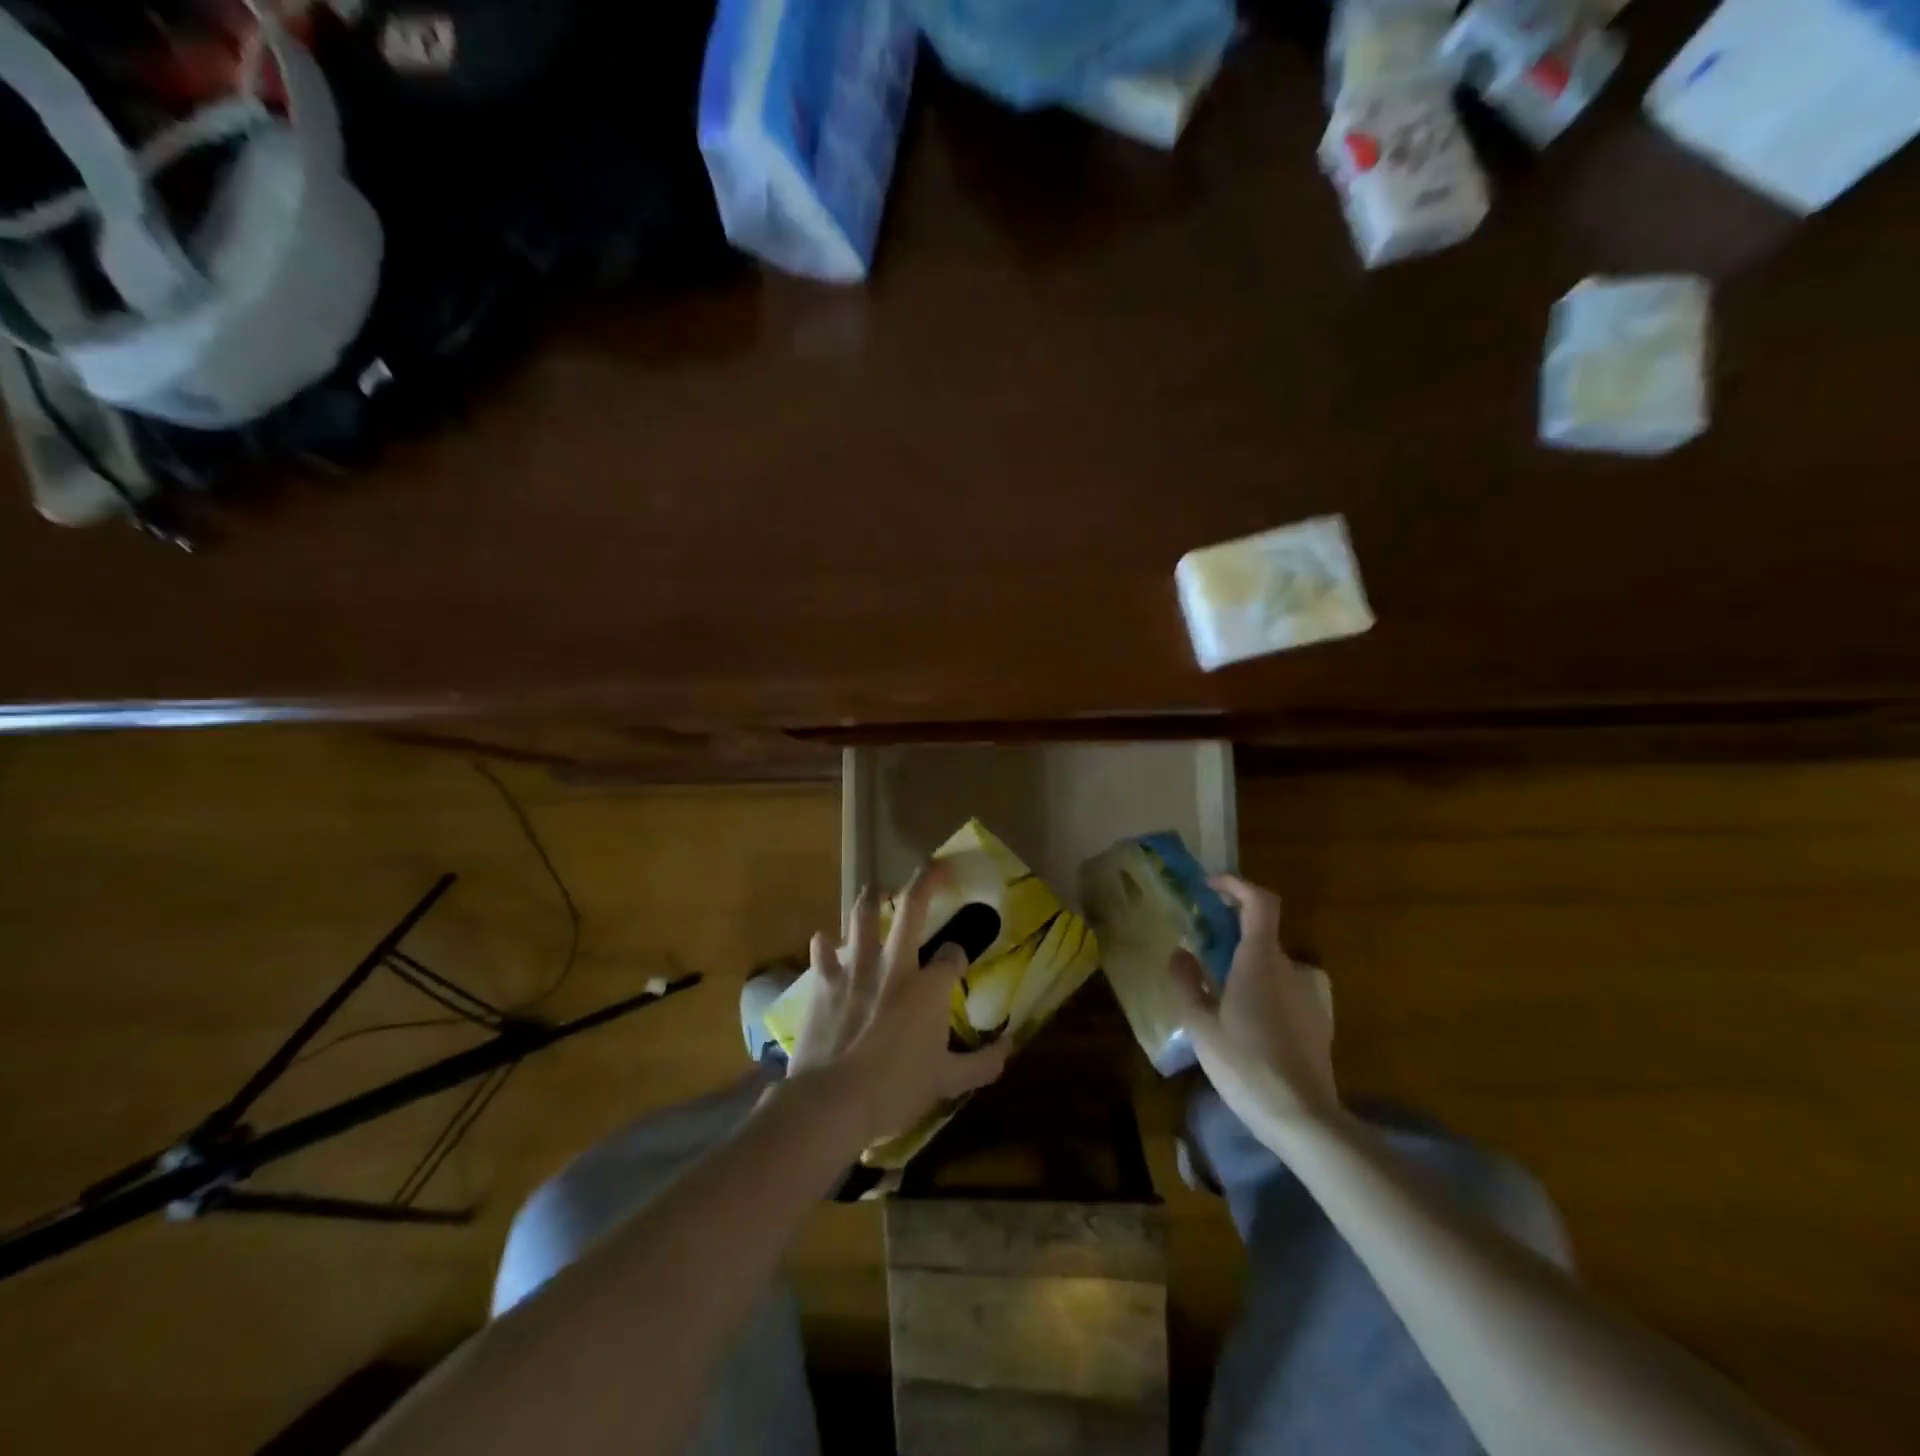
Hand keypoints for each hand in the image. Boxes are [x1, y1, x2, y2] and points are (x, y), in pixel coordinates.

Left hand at [789, 867, 1011, 1145]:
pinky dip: (825, 945)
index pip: (952, 955)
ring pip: (862, 917)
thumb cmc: (896, 1089)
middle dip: (925, 882)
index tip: (957, 962)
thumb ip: (981, 1064)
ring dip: (871, 899)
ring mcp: (856, 969)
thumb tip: (1011, 1049)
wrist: (834, 1100)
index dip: (958, 955)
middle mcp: (895, 966)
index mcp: (929, 987)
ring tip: (876, 890)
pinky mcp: (824, 982)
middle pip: (911, 909)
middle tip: (933, 867)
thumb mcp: (947, 1082)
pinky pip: (823, 953)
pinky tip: (824, 940)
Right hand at [1170, 874, 1338, 1133]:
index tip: (1210, 887)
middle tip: (1201, 954)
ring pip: (1271, 965)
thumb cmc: (1246, 1065)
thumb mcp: (1201, 1026)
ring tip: (1221, 998)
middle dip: (1230, 936)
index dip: (1236, 885)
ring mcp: (1309, 993)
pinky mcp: (1319, 1019)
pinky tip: (1248, 1026)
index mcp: (1260, 961)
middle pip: (1260, 934)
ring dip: (1246, 968)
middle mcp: (1290, 967)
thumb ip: (1187, 983)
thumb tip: (1180, 952)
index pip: (1259, 902)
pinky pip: (1285, 990)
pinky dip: (1264, 992)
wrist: (1304, 1119)